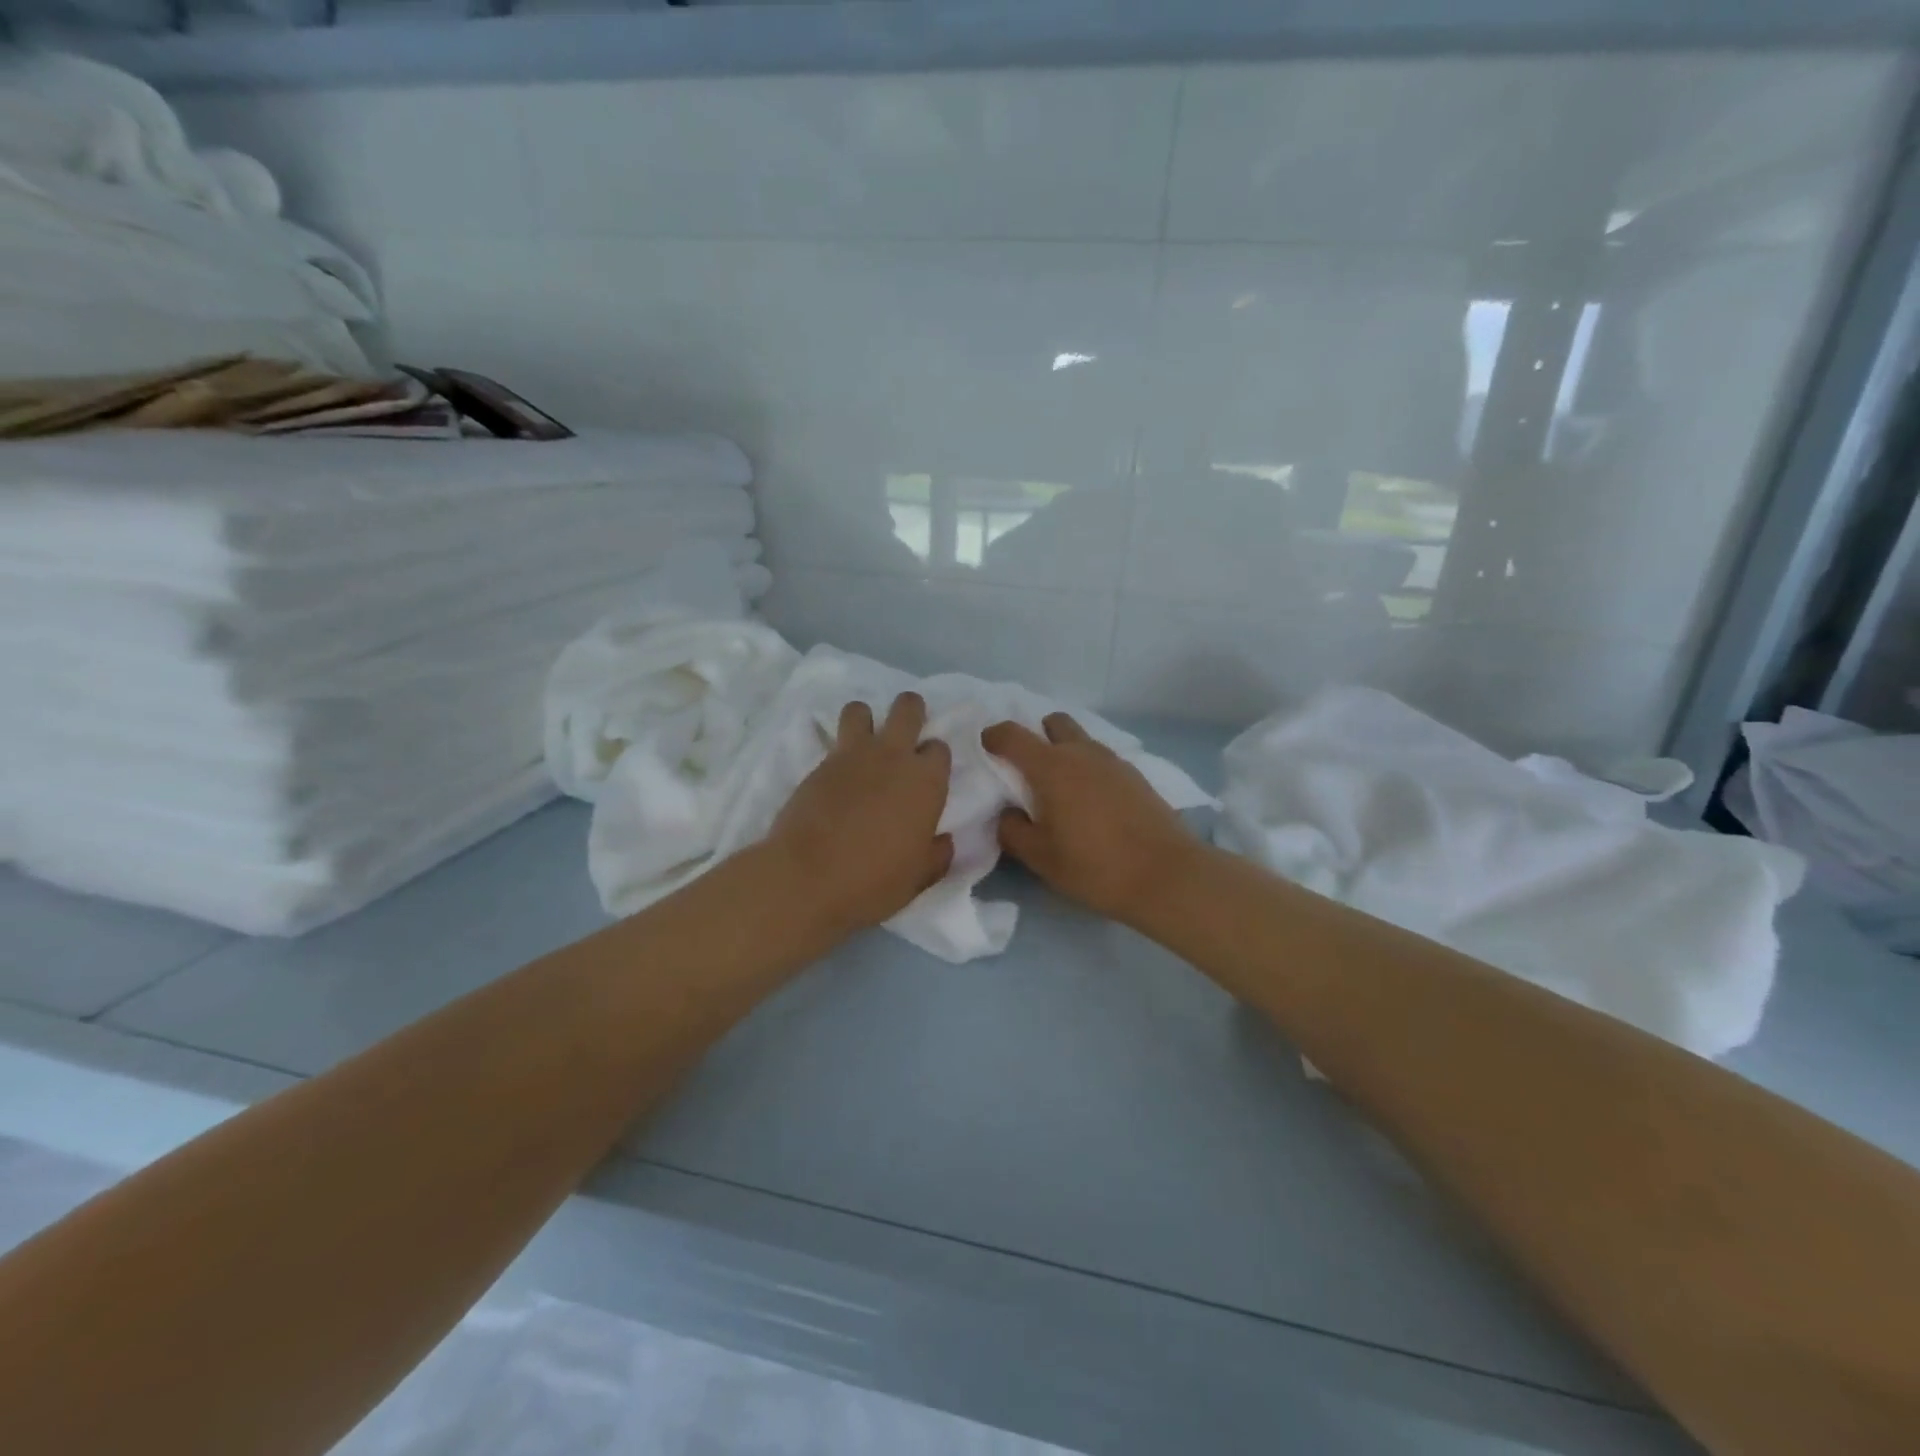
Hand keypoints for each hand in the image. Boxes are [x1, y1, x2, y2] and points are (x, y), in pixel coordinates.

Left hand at [767, 693, 953, 937]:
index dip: (934, 759)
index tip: (927, 777)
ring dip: (866, 720)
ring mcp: (852, 756)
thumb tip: (944, 841)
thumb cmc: (872, 882)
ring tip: (863, 745)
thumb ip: (937, 855)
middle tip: (905, 736)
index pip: (940, 748)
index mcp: (926, 782)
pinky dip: (838, 749)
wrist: (806, 879)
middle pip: (908, 707)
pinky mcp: (818, 764)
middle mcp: (892, 756)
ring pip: (861, 709)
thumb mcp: (918, 878)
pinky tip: (837, 775)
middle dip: (910, 712)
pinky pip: (832, 739)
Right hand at [982, 713, 1197, 924]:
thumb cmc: (1094, 866)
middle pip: (1053, 723)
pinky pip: (1101, 760)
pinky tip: (1091, 802)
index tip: (986, 748)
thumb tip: (1008, 814)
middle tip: (1028, 769)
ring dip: (1065, 752)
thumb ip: (1012, 830)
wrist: (1166, 875)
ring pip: (1081, 740)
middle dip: (1036, 736)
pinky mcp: (1136, 776)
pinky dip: (1088, 769)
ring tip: (1060, 789)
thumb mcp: (1039, 857)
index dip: (993, 736)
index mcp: (1051, 767)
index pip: (1012, 735)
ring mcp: (1113, 761)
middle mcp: (1082, 753)